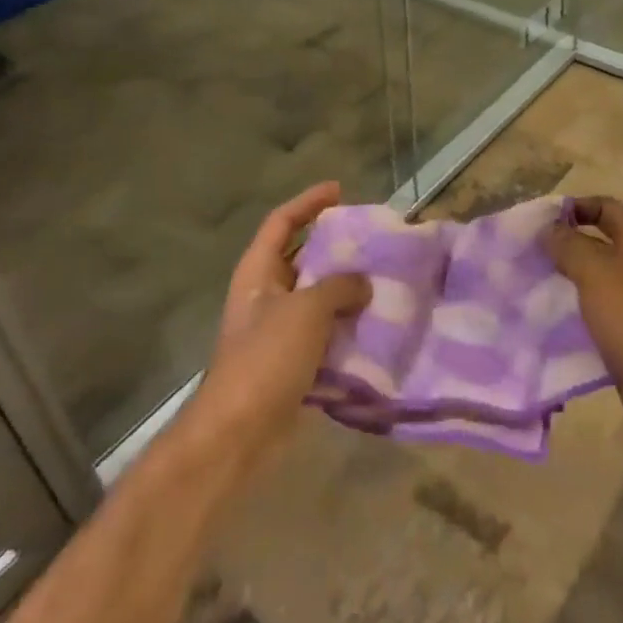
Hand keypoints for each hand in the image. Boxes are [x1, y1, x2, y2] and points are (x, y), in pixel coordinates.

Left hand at [180, 181, 369, 466]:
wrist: (239, 433)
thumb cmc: (266, 358)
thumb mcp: (306, 310)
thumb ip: (339, 287)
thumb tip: (363, 282)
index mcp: (258, 272)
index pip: (281, 222)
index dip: (308, 202)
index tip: (339, 189)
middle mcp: (265, 295)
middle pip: (301, 257)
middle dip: (334, 246)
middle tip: (372, 238)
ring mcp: (278, 330)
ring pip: (316, 296)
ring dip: (346, 288)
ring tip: (384, 276)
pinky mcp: (292, 362)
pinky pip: (325, 331)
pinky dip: (347, 324)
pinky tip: (376, 322)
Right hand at [544, 197, 622, 454]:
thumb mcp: (595, 272)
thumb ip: (569, 246)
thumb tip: (548, 229)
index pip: (609, 208)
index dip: (578, 206)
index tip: (543, 219)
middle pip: (600, 244)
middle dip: (566, 245)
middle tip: (530, 253)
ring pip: (595, 281)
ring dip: (566, 281)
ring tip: (532, 285)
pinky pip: (596, 315)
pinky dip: (574, 314)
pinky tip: (548, 321)